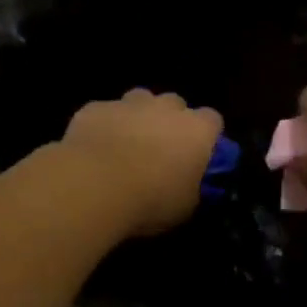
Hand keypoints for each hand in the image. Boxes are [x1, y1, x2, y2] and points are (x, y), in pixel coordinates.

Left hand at [61, 90, 224, 235]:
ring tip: (126, 143)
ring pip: (139, 99)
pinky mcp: (95, 108)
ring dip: (137, 116)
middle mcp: (166, 108)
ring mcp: (129, 104)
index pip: (212, 120)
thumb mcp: (184, 207)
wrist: (95, 187)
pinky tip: (94, 148)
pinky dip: (103, 125)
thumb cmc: (151, 200)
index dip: (205, 135)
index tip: (197, 153)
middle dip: (170, 120)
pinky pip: (104, 112)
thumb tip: (188, 185)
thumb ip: (191, 188)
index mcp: (197, 131)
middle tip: (160, 148)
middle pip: (175, 103)